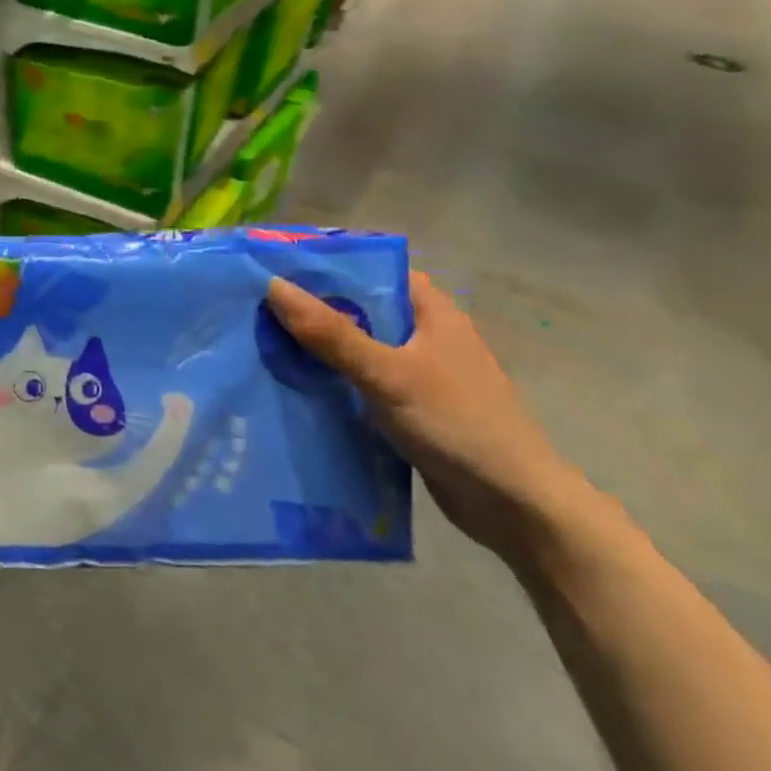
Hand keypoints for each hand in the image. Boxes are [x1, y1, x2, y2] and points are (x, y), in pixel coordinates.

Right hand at [265, 270, 587, 561]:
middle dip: (312, 309)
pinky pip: (360, 381)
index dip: (328, 266)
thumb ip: (331, 333)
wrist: (514, 504)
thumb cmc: (456, 423)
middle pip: (360, 309)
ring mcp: (418, 373)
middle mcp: (426, 335)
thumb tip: (273, 286)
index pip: (374, 269)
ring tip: (263, 344)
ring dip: (318, 348)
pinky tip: (295, 386)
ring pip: (357, 347)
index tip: (276, 268)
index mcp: (432, 311)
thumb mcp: (387, 373)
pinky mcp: (409, 407)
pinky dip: (331, 381)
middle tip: (256, 309)